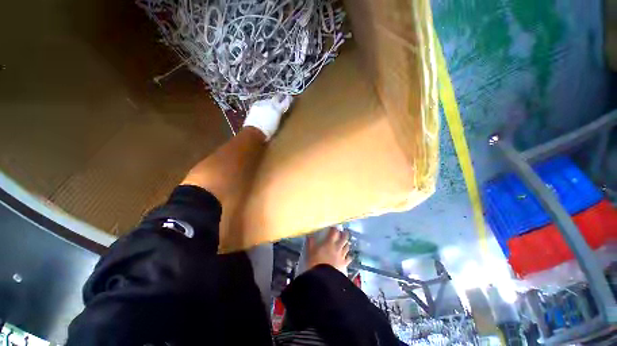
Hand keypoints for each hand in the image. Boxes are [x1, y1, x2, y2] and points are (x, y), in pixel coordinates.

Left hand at [243, 94, 292, 140]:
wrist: (255, 131)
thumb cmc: (268, 132)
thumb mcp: (278, 125)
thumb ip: (280, 117)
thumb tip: (280, 114)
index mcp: (278, 110)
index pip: (286, 102)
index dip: (288, 100)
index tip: (289, 98)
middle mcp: (271, 104)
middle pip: (276, 97)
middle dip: (278, 98)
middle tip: (280, 100)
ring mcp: (262, 103)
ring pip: (268, 100)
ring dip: (269, 103)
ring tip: (269, 108)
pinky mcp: (255, 105)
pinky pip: (260, 103)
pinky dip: (262, 106)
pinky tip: (261, 110)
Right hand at [305, 228, 352, 274]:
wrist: (324, 278)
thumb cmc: (315, 263)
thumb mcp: (310, 251)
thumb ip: (310, 242)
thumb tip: (309, 235)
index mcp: (329, 242)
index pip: (334, 232)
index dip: (335, 228)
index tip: (333, 227)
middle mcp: (337, 247)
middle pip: (344, 238)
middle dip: (344, 234)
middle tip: (344, 232)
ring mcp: (342, 256)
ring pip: (347, 247)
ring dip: (346, 244)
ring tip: (345, 243)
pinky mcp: (344, 264)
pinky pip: (349, 258)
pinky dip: (349, 256)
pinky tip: (348, 256)